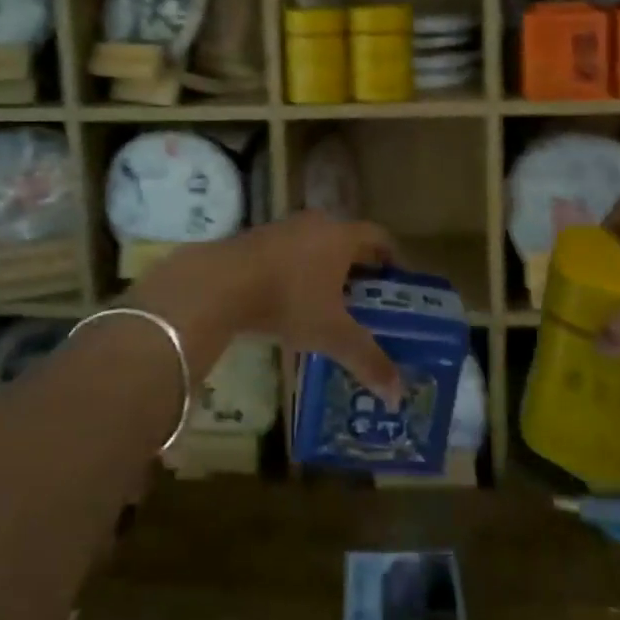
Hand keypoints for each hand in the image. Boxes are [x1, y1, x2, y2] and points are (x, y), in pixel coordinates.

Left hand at [214, 213, 403, 403]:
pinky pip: (288, 251)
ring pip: (315, 244)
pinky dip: (297, 270)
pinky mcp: (256, 237)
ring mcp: (283, 227)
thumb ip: (366, 360)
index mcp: (341, 236)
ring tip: (330, 303)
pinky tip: (291, 299)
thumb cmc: (288, 300)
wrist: (220, 283)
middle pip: (347, 240)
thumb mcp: (331, 334)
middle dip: (359, 267)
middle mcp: (316, 223)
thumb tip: (398, 395)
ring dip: (325, 268)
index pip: (378, 237)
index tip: (399, 282)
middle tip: (368, 299)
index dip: (392, 257)